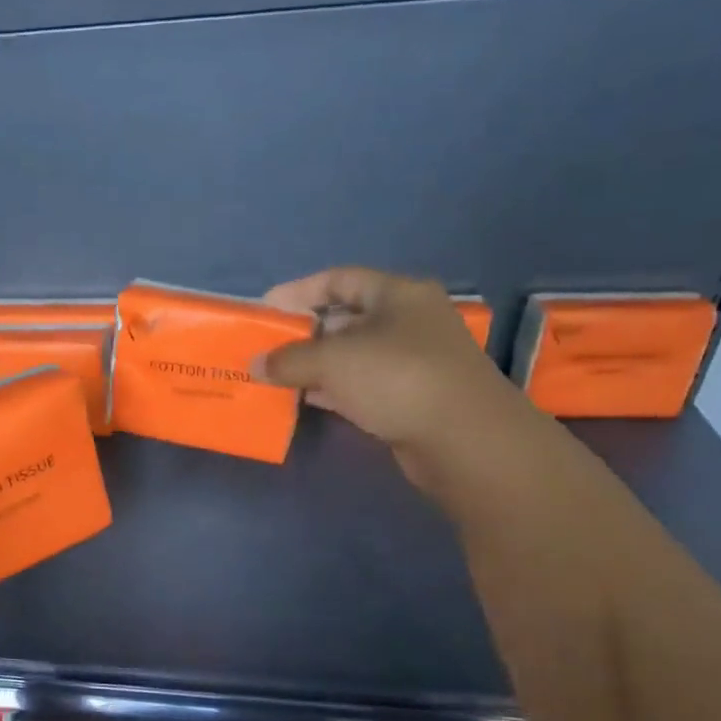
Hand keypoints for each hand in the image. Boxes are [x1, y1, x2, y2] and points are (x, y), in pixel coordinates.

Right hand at [258, 268, 543, 493]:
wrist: (464, 440)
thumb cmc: (398, 378)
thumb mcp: (334, 360)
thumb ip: (289, 359)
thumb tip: (256, 365)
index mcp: (398, 295)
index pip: (340, 280)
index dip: (299, 291)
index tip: (265, 308)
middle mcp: (408, 322)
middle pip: (345, 319)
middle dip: (303, 332)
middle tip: (266, 347)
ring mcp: (411, 363)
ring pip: (351, 356)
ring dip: (314, 365)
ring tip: (274, 375)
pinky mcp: (408, 399)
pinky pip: (359, 386)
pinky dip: (330, 390)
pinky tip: (302, 399)